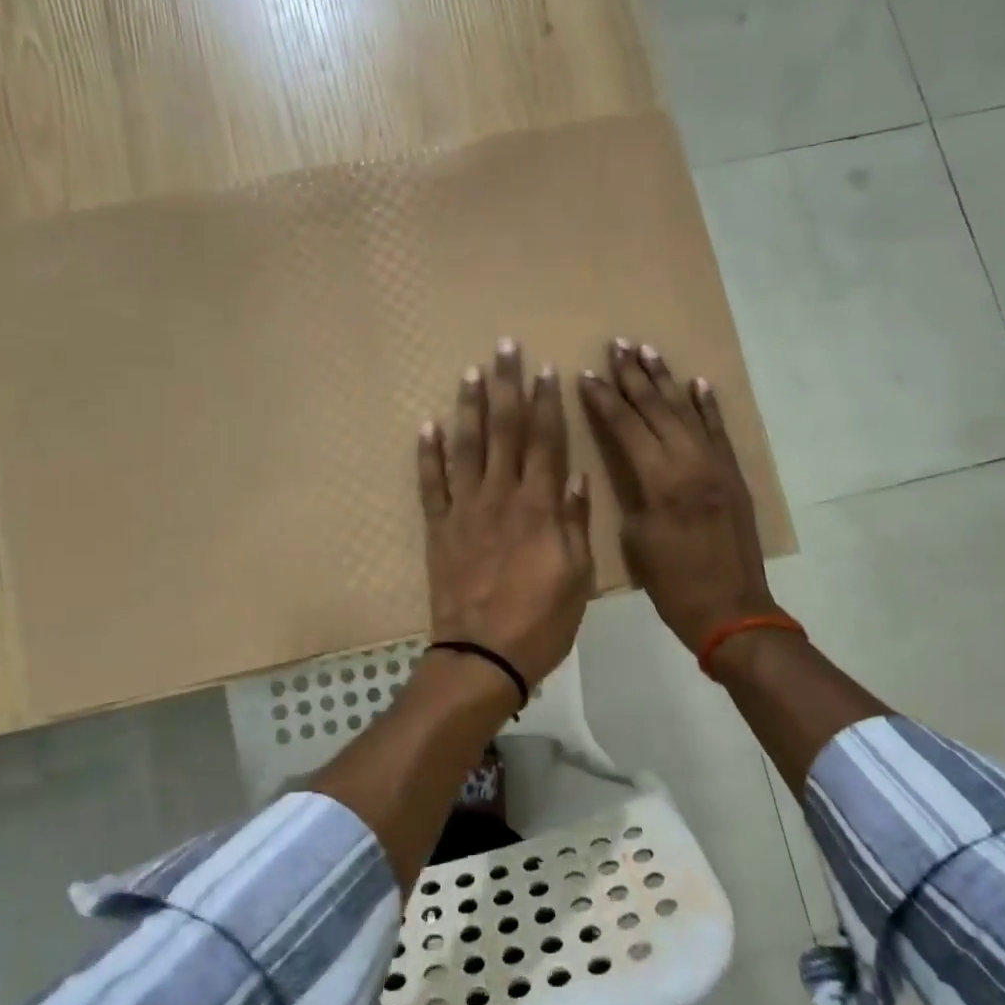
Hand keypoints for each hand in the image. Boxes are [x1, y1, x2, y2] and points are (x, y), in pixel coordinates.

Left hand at [418, 339, 593, 689]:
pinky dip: (427, 454)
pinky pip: (431, 484)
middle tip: (505, 348)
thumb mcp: (577, 576)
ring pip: (466, 447)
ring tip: (471, 373)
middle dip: (507, 387)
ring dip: (469, 407)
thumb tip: (576, 477)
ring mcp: (465, 510)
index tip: (546, 369)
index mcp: (540, 506)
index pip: (546, 441)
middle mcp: (501, 496)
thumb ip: (575, 523)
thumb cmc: (541, 620)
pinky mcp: (439, 528)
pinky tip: (427, 426)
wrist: (483, 656)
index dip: (547, 402)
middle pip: (505, 431)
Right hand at [577, 339, 779, 652]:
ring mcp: (717, 466)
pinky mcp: (734, 475)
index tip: (587, 374)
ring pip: (687, 412)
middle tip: (618, 344)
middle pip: (657, 408)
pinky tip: (698, 383)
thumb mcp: (637, 539)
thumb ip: (635, 493)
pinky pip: (719, 431)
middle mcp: (690, 462)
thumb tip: (634, 467)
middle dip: (634, 376)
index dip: (605, 399)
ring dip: (667, 380)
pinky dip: (708, 406)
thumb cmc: (673, 584)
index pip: (627, 426)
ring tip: (649, 350)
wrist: (732, 610)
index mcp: (660, 481)